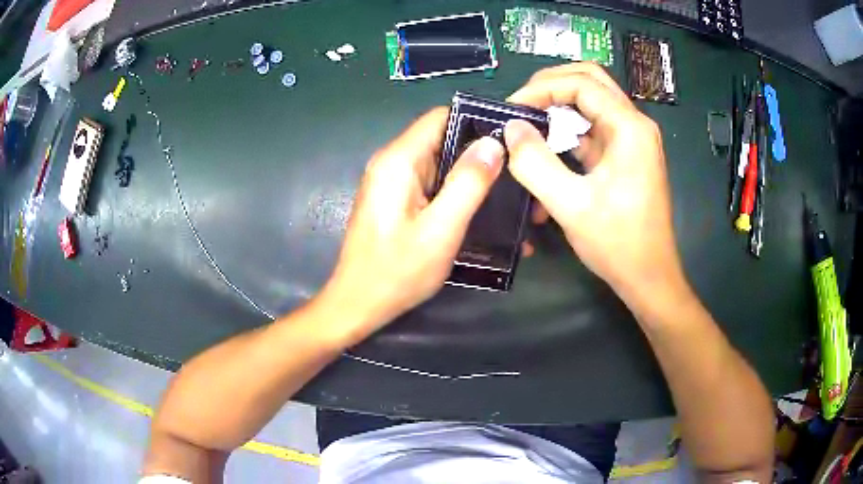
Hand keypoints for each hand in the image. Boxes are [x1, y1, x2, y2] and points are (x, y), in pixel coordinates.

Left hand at [320, 107, 504, 340]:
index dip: (476, 122)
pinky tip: (478, 209)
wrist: (358, 304)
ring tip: (504, 192)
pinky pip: (430, 182)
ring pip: (439, 162)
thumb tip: (493, 143)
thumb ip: (468, 183)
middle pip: (441, 138)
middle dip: (477, 152)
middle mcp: (391, 162)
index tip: (509, 140)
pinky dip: (454, 191)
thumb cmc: (397, 271)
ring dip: (468, 175)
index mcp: (398, 160)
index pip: (440, 117)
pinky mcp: (395, 199)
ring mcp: (391, 181)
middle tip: (515, 172)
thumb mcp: (441, 229)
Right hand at [506, 63, 684, 301]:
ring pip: (590, 104)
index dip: (541, 88)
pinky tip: (546, 152)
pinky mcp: (623, 156)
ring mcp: (630, 140)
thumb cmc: (617, 243)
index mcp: (629, 127)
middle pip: (589, 82)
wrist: (648, 277)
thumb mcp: (571, 205)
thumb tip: (510, 128)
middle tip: (519, 105)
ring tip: (527, 126)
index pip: (581, 83)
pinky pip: (592, 130)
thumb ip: (535, 163)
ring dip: (557, 110)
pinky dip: (567, 134)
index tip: (510, 109)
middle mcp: (633, 124)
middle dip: (550, 87)